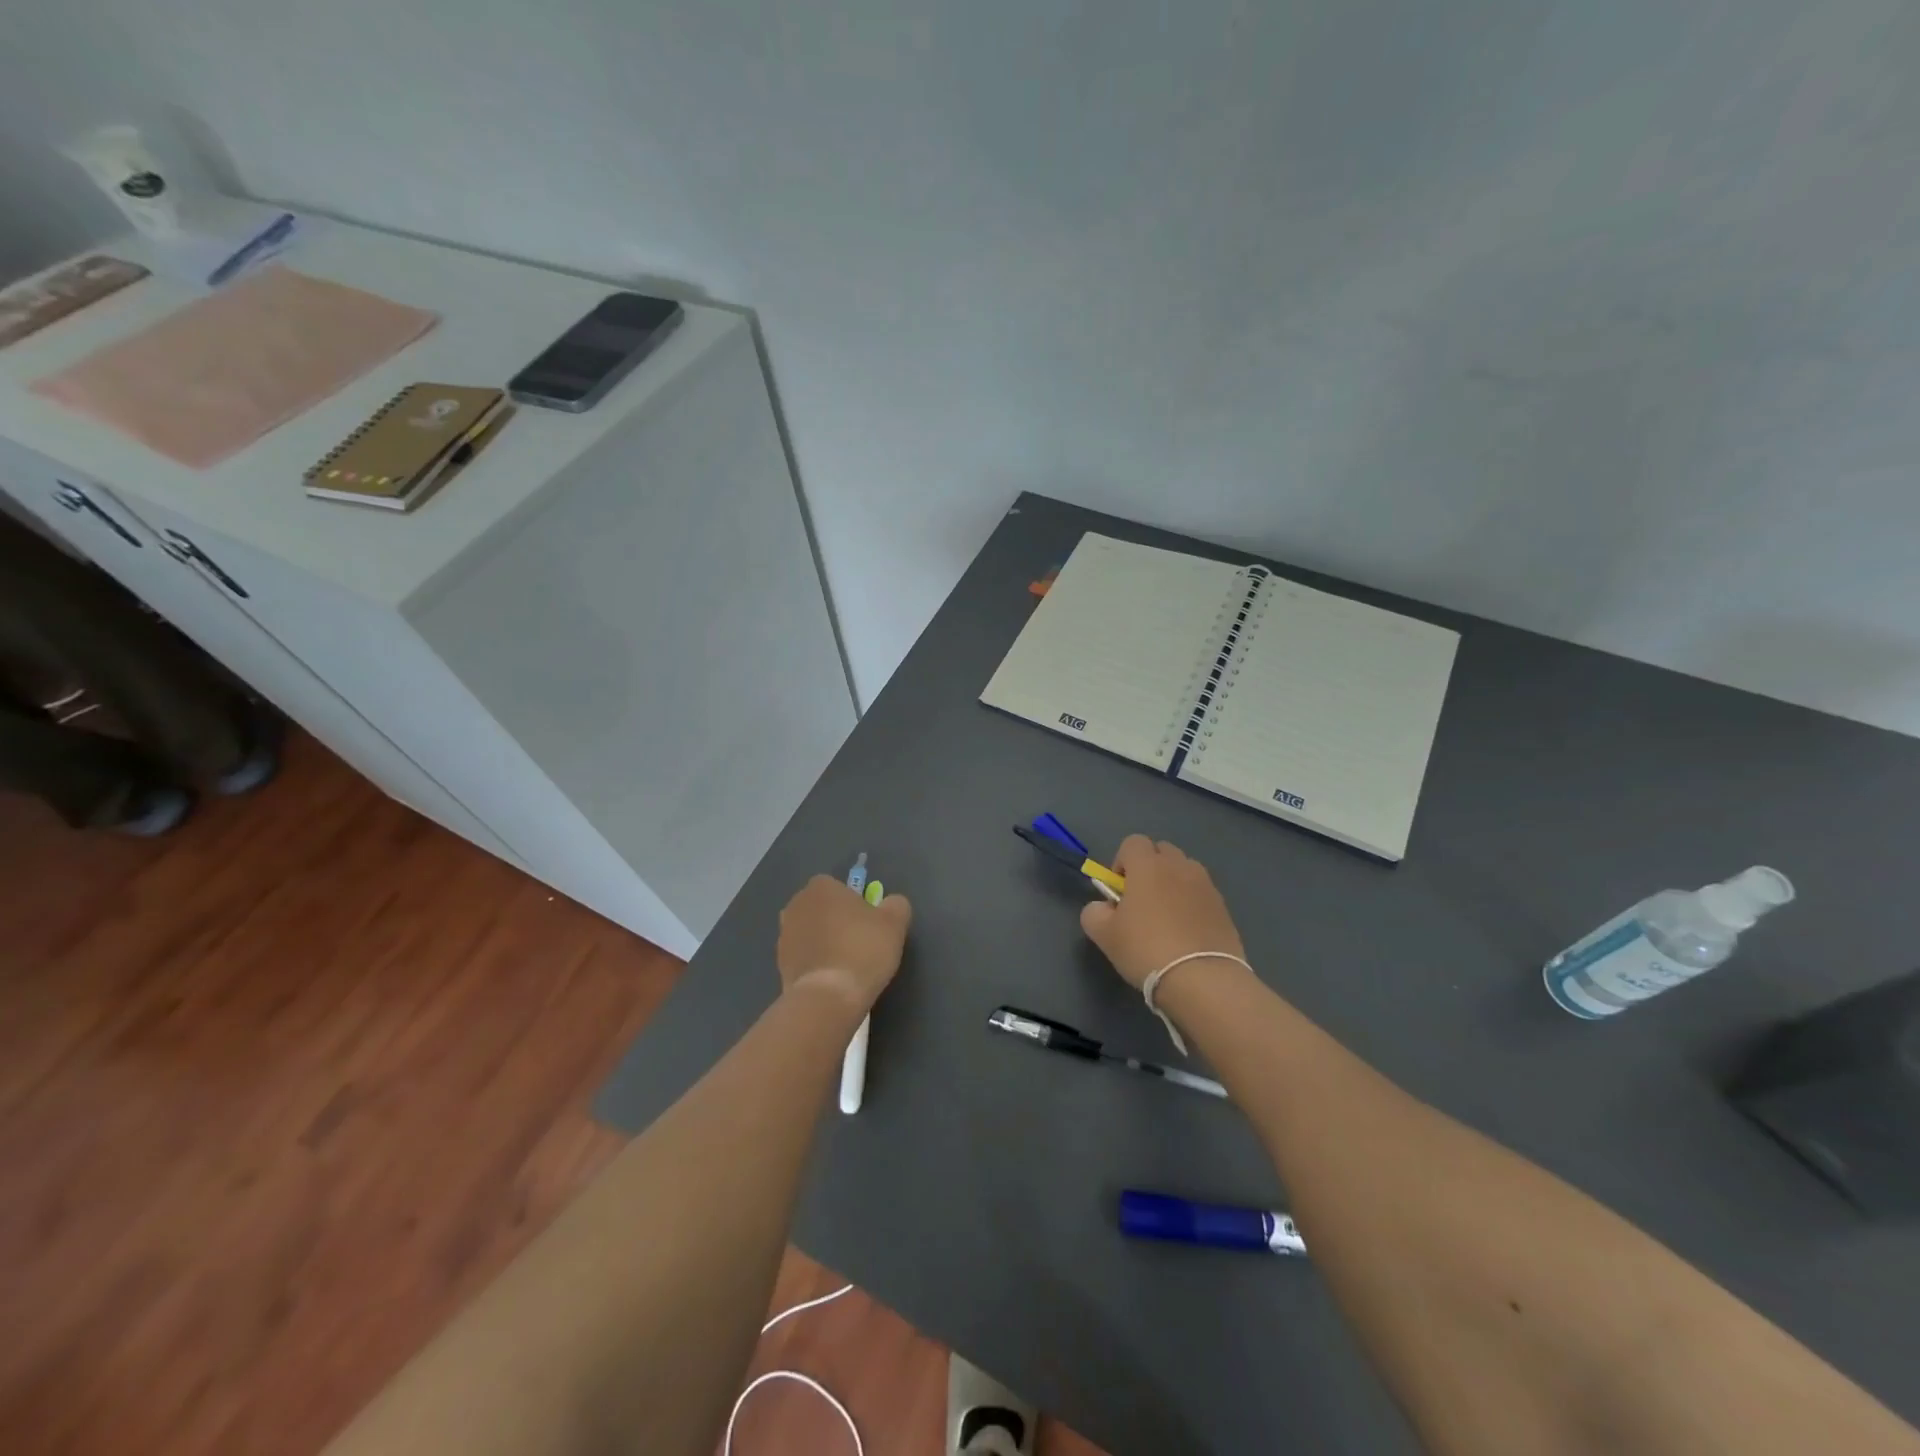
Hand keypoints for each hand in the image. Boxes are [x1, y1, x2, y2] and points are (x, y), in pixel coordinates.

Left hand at [777, 875, 912, 1013]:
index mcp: (821, 887)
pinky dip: (815, 964)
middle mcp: (796, 905)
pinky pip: (803, 957)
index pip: (838, 887)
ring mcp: (783, 936)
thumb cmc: (863, 950)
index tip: (868, 923)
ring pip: (811, 933)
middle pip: (822, 908)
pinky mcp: (779, 964)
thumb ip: (895, 905)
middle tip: (859, 942)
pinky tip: (832, 979)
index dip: (854, 904)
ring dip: (824, 943)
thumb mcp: (895, 923)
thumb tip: (891, 904)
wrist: (828, 997)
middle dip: (836, 921)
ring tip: (846, 965)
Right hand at [1080, 835, 1244, 989]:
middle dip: (1149, 868)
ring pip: (1185, 871)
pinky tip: (1187, 934)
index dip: (1122, 862)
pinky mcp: (1224, 907)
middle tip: (1141, 902)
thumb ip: (1094, 912)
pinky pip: (1202, 894)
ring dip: (1173, 884)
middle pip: (1162, 851)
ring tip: (1167, 918)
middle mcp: (1179, 866)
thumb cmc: (1145, 949)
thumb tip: (1103, 908)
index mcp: (1148, 866)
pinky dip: (1192, 904)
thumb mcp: (1103, 934)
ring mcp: (1206, 886)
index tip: (1120, 891)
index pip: (1132, 842)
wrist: (1202, 979)